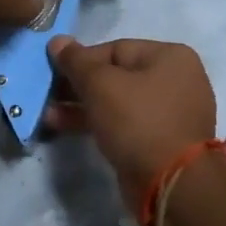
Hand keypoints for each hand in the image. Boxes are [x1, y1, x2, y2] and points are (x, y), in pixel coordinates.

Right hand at [45, 38, 215, 207]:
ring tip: (49, 116)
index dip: (81, 60)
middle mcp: (176, 80)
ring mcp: (171, 113)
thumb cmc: (138, 121)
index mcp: (171, 56)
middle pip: (117, 76)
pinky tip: (67, 128)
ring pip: (118, 102)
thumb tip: (57, 40)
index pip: (116, 49)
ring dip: (83, 107)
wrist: (171, 184)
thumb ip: (76, 61)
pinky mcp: (162, 142)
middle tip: (48, 95)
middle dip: (79, 86)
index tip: (54, 73)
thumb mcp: (100, 85)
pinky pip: (125, 124)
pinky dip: (99, 124)